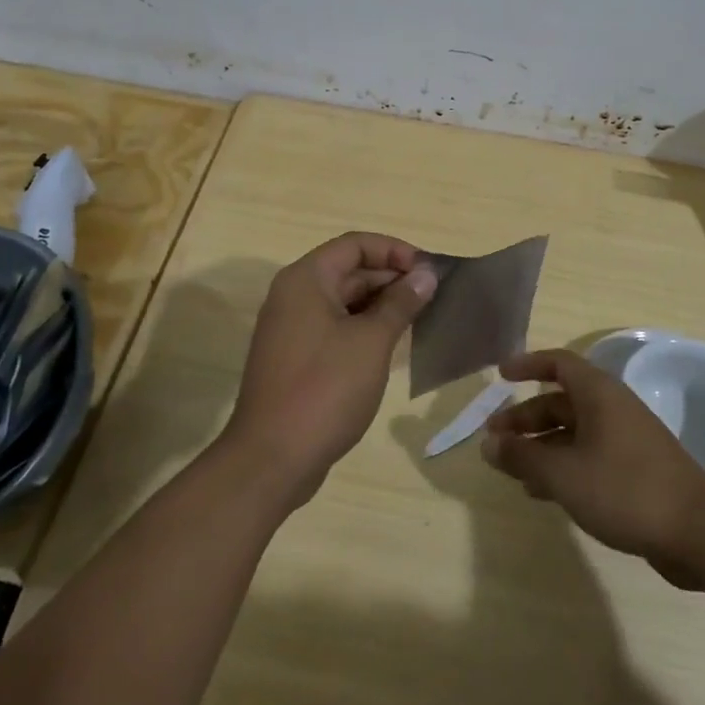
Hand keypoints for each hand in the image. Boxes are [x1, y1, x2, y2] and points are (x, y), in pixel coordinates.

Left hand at [222, 232, 436, 510]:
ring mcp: (292, 329)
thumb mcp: (371, 341)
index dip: (395, 250)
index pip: (355, 245)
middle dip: (392, 278)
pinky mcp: (296, 358)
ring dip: (381, 305)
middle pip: (349, 271)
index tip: (429, 271)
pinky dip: (365, 329)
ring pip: (344, 301)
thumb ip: (401, 303)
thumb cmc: (325, 389)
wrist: (271, 459)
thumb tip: (426, 274)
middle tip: (433, 296)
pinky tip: (394, 345)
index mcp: (306, 280)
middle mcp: (294, 296)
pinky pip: (336, 328)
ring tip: (421, 318)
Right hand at [481, 349, 704, 584]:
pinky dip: (563, 466)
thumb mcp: (563, 474)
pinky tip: (544, 493)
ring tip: (512, 470)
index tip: (500, 376)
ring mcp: (627, 440)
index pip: (558, 363)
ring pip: (574, 432)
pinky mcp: (636, 470)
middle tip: (495, 438)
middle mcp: (613, 408)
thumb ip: (522, 457)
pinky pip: (589, 456)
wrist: (698, 533)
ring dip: (542, 446)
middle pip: (562, 401)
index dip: (528, 365)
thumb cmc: (624, 489)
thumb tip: (489, 444)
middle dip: (526, 418)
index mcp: (599, 394)